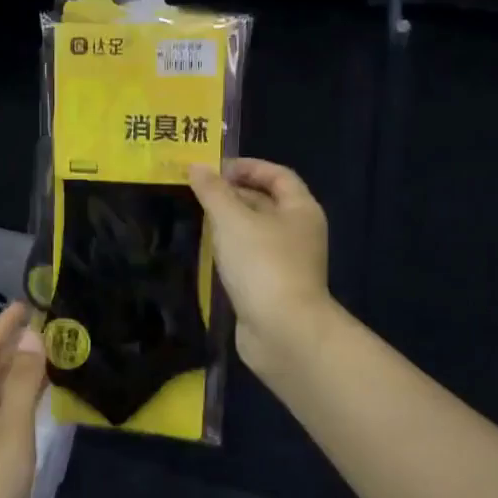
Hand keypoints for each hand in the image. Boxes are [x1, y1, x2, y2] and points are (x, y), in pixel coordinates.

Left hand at [0, 303, 46, 497]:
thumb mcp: (10, 434)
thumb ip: (23, 386)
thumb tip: (32, 336)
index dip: (2, 326)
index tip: (25, 304)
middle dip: (10, 345)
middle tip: (44, 326)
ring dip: (16, 372)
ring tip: (45, 357)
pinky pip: (1, 416)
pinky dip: (18, 400)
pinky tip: (35, 407)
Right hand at [188, 159, 331, 374]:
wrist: (282, 330)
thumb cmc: (262, 264)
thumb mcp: (232, 219)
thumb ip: (213, 191)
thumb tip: (197, 167)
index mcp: (301, 209)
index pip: (278, 175)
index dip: (248, 167)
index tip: (214, 168)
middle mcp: (299, 232)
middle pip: (267, 202)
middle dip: (233, 194)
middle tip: (196, 192)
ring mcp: (287, 262)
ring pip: (256, 232)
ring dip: (229, 223)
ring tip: (196, 217)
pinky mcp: (272, 287)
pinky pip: (250, 258)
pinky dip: (230, 250)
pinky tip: (207, 252)